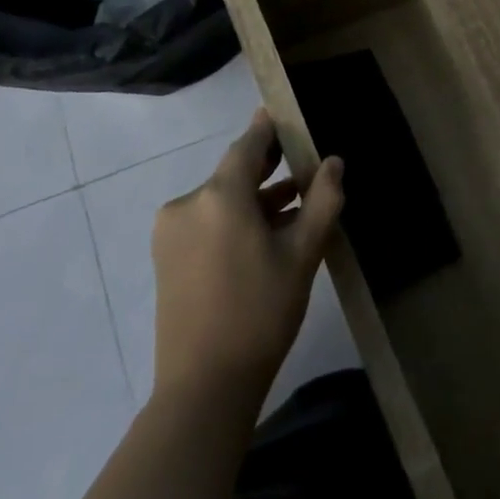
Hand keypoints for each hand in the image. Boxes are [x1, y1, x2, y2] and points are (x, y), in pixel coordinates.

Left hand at [151, 109, 343, 401]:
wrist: (204, 385)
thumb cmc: (261, 312)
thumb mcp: (302, 255)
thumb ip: (322, 201)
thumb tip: (333, 162)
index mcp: (219, 196)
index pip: (248, 145)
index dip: (268, 128)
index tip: (284, 113)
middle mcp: (188, 204)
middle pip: (233, 173)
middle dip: (268, 167)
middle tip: (301, 160)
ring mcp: (171, 232)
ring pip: (221, 200)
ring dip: (255, 199)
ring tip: (295, 205)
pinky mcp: (166, 257)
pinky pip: (207, 222)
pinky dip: (235, 220)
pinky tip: (265, 236)